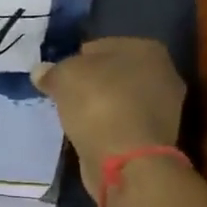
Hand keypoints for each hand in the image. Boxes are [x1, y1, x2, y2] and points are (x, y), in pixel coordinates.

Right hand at [34, 38, 186, 203]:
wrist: (126, 160)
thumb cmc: (98, 103)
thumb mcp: (64, 76)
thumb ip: (52, 71)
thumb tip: (41, 72)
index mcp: (147, 49)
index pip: (101, 46)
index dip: (76, 59)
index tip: (59, 76)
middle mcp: (164, 74)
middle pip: (114, 73)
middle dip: (91, 82)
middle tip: (65, 95)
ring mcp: (165, 108)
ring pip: (120, 99)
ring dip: (100, 106)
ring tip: (74, 116)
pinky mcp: (157, 138)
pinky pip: (123, 123)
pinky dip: (107, 127)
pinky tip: (88, 133)